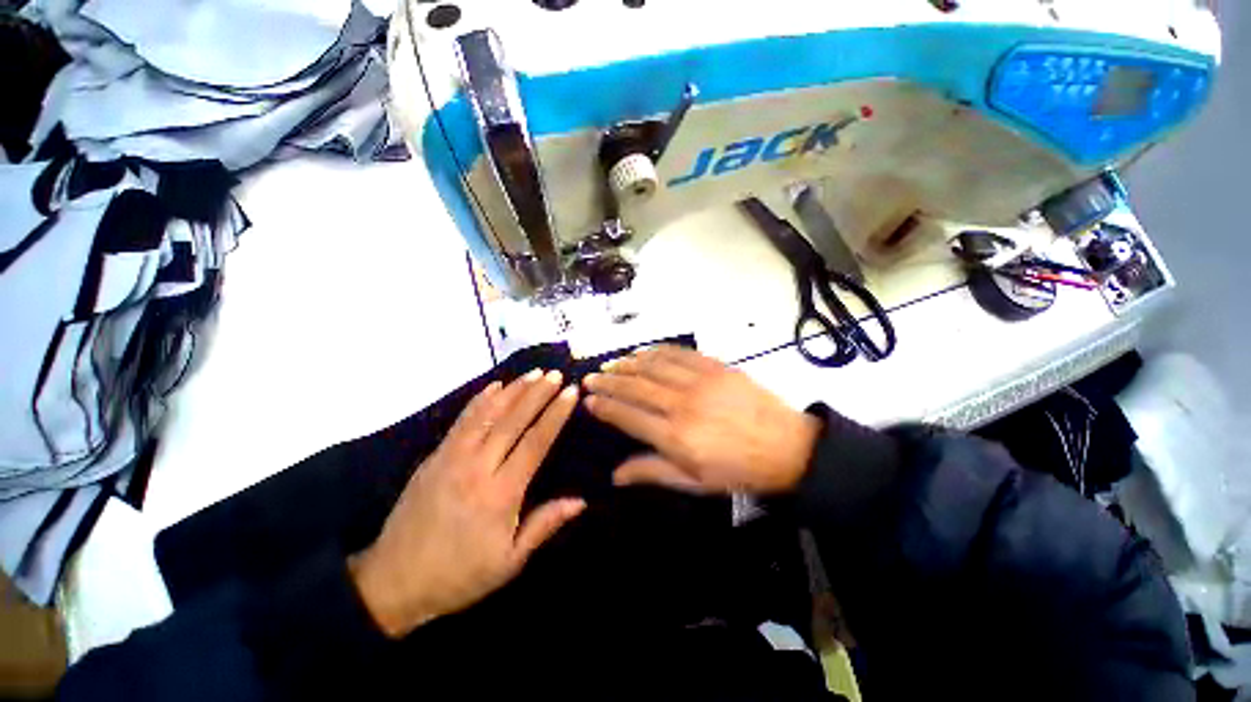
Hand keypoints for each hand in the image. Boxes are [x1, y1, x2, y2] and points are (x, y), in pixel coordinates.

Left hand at [350, 370, 585, 638]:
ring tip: (533, 373)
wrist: (393, 582)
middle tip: (555, 374)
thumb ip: (545, 525)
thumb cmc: (460, 574)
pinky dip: (480, 400)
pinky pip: (462, 421)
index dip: (555, 415)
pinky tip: (495, 386)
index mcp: (501, 494)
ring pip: (487, 414)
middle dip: (537, 394)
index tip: (570, 392)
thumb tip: (581, 500)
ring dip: (513, 390)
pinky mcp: (435, 457)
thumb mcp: (509, 561)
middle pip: (513, 421)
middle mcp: (478, 468)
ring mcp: (452, 458)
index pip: (535, 443)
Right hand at [583, 346, 820, 494]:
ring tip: (611, 364)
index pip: (628, 416)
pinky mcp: (716, 367)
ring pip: (653, 365)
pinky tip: (644, 353)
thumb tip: (614, 475)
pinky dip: (657, 351)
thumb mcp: (694, 482)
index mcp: (675, 437)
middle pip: (635, 386)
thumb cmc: (737, 470)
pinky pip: (679, 353)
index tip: (588, 400)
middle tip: (590, 377)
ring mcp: (700, 381)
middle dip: (608, 381)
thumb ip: (652, 472)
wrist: (787, 447)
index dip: (604, 406)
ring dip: (628, 363)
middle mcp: (682, 404)